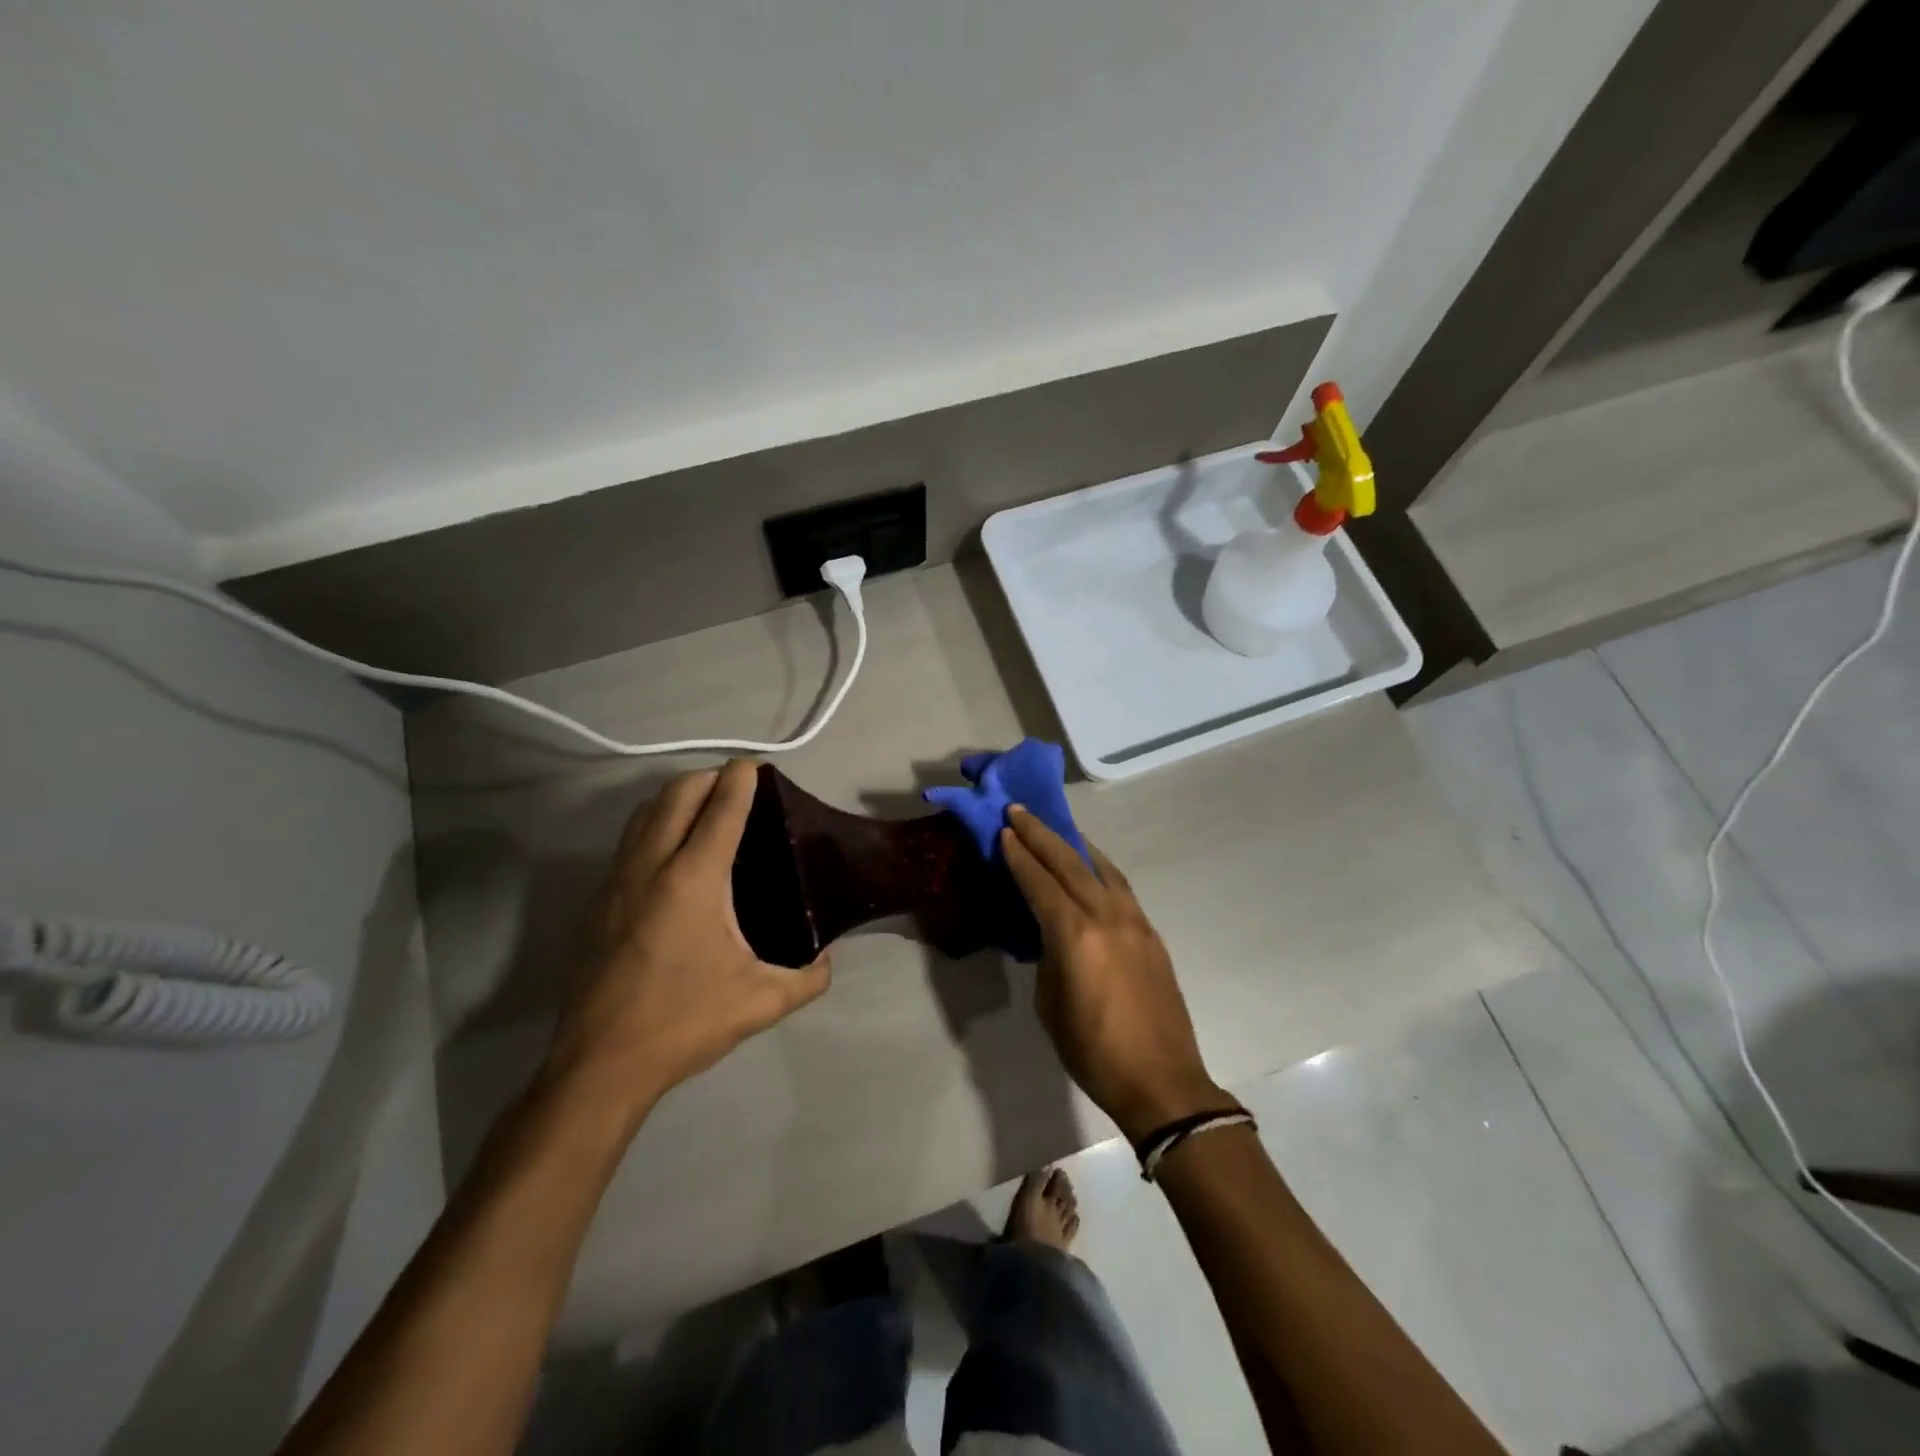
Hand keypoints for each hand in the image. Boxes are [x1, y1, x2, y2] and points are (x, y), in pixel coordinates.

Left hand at [542, 760, 830, 1122]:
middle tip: (736, 785)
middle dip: (708, 777)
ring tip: (704, 807)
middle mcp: (651, 866)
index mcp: (694, 880)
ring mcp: (616, 881)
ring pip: (644, 813)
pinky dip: (653, 825)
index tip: (756, 765)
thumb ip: (807, 978)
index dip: (741, 779)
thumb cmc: (683, 1023)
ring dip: (676, 796)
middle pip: (676, 794)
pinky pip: (628, 841)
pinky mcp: (597, 902)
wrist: (600, 1065)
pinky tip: (670, 853)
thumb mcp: (760, 1003)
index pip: (720, 809)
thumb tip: (828, 961)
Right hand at [1000, 807, 1231, 1141]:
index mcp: (1075, 935)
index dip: (1019, 856)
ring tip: (1056, 829)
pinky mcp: (1151, 934)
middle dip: (1041, 835)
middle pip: (1069, 863)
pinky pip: (1120, 887)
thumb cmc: (1093, 1051)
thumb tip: (1050, 935)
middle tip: (1019, 811)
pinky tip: (1091, 868)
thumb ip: (1048, 957)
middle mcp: (1107, 916)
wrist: (1162, 1081)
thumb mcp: (1051, 1004)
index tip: (1003, 830)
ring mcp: (1135, 921)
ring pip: (1101, 868)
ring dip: (1074, 845)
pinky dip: (1099, 868)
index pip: (1040, 883)